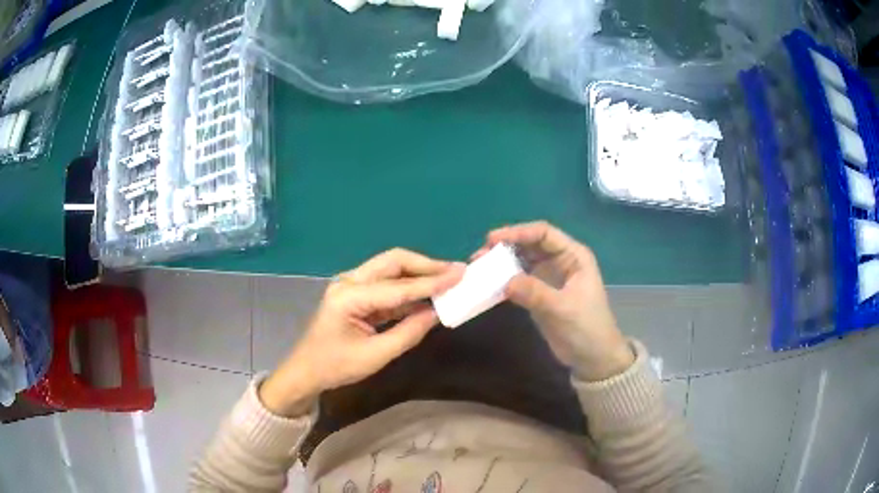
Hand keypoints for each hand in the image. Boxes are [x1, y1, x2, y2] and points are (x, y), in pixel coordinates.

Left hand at [259, 249, 464, 416]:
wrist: (306, 371)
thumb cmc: (336, 366)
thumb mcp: (375, 355)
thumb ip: (408, 332)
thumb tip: (437, 313)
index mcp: (349, 295)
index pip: (398, 287)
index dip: (432, 282)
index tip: (460, 274)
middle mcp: (349, 281)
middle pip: (393, 262)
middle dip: (425, 265)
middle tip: (454, 271)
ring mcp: (351, 285)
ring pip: (391, 270)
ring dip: (418, 274)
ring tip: (447, 280)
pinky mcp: (356, 294)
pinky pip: (387, 285)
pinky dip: (408, 289)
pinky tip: (427, 296)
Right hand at [474, 221, 632, 380]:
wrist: (593, 358)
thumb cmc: (586, 328)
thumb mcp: (562, 309)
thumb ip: (535, 293)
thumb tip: (505, 282)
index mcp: (573, 256)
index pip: (543, 233)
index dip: (518, 232)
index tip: (492, 239)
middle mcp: (560, 261)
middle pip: (529, 245)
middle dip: (505, 247)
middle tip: (480, 257)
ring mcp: (549, 278)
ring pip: (521, 262)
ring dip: (501, 264)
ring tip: (479, 269)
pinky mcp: (539, 294)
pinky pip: (518, 281)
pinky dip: (503, 281)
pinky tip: (487, 286)